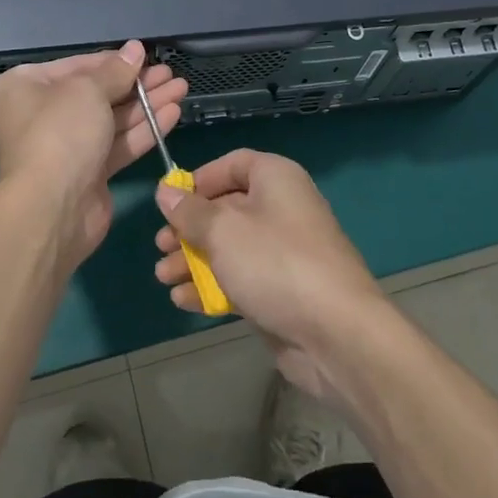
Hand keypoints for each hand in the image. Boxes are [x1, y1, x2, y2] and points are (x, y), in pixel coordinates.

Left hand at [0, 40, 187, 272]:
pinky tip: (172, 114)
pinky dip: (143, 130)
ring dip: (146, 104)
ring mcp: (63, 147)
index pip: (75, 66)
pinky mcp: (86, 174)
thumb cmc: (60, 133)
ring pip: (110, 119)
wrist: (52, 209)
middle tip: (170, 73)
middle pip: (95, 93)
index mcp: (23, 87)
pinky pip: (117, 145)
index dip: (113, 61)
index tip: (146, 56)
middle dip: (135, 84)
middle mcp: (39, 115)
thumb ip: (115, 70)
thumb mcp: (87, 90)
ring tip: (181, 88)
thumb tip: (135, 49)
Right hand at [153, 149, 388, 398]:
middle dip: (189, 228)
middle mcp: (281, 208)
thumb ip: (190, 212)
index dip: (200, 180)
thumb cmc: (275, 263)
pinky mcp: (281, 290)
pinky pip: (240, 278)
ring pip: (229, 247)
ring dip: (193, 260)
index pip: (233, 164)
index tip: (170, 201)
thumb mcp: (223, 231)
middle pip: (226, 208)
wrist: (336, 333)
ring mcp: (282, 252)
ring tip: (163, 276)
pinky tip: (183, 300)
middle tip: (161, 246)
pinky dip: (212, 286)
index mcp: (276, 179)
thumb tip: (166, 192)